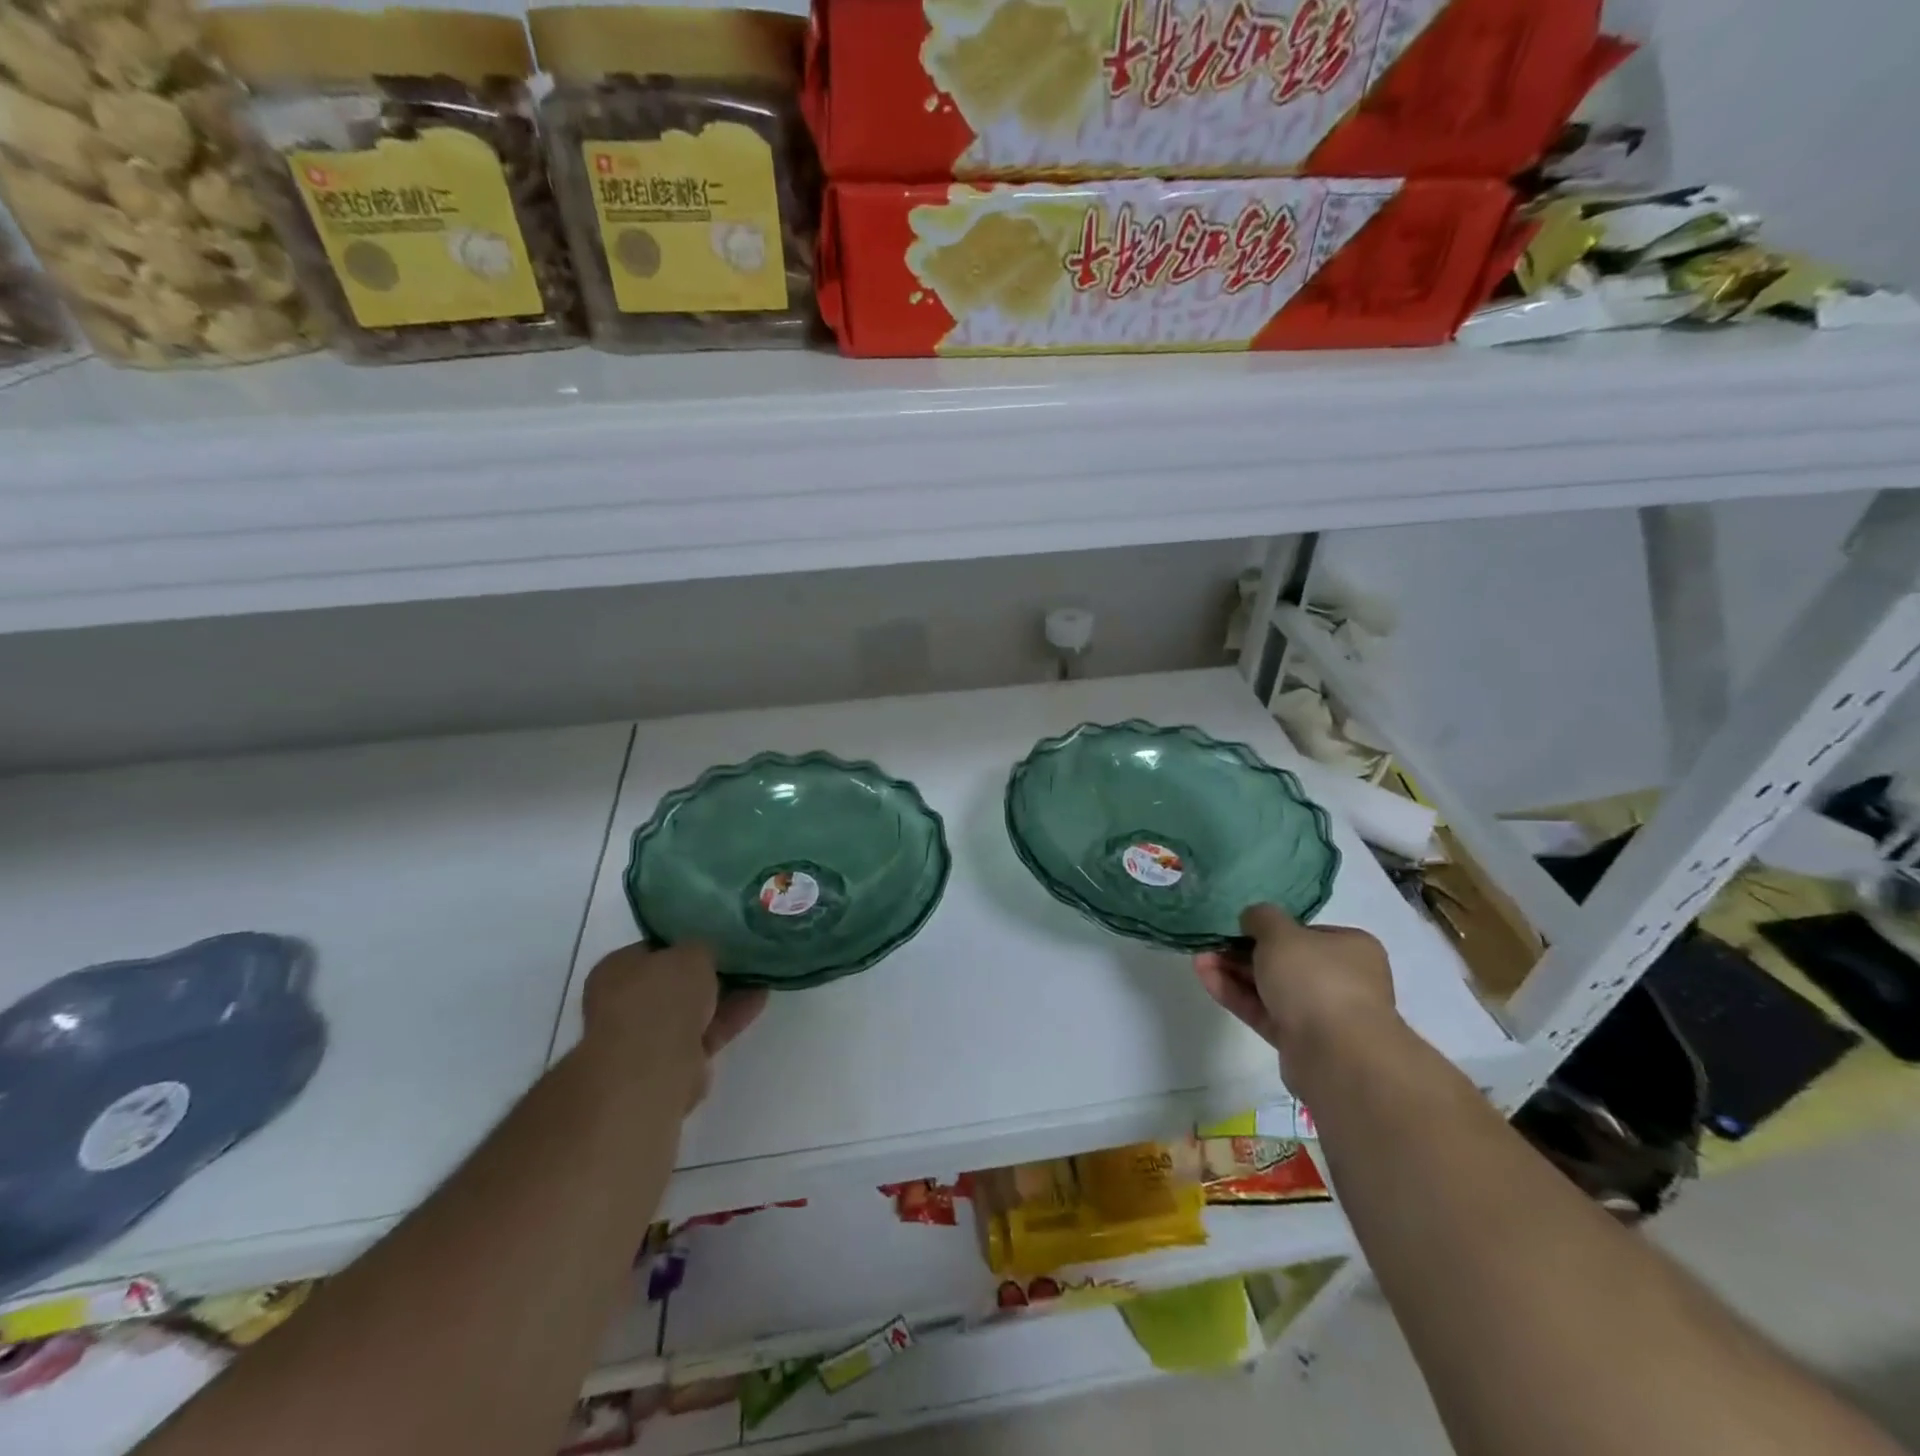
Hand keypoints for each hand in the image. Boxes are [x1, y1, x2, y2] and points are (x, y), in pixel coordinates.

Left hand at [580, 942, 767, 1109]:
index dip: (685, 943)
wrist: (654, 1069)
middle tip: (739, 959)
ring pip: (691, 1010)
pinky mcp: (670, 1063)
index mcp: (615, 969)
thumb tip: (703, 956)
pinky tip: (758, 1000)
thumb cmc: (663, 997)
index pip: (653, 949)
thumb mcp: (692, 953)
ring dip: (723, 996)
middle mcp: (623, 1003)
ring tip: (759, 977)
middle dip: (706, 974)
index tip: (714, 940)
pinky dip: (729, 1018)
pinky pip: (704, 1032)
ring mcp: (645, 1037)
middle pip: (673, 983)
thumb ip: (700, 949)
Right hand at [1194, 904, 1398, 1073]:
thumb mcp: (1281, 933)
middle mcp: (1342, 979)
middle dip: (1243, 951)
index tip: (1238, 926)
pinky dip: (1236, 995)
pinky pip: (1264, 1011)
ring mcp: (1321, 1013)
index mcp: (1351, 948)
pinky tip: (1206, 978)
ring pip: (1271, 987)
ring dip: (1234, 972)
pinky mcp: (1300, 1040)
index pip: (1305, 932)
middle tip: (1211, 943)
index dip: (1269, 928)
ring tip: (1199, 959)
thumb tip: (1252, 919)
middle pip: (1284, 960)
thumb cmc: (1315, 979)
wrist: (1337, 1056)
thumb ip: (1261, 918)